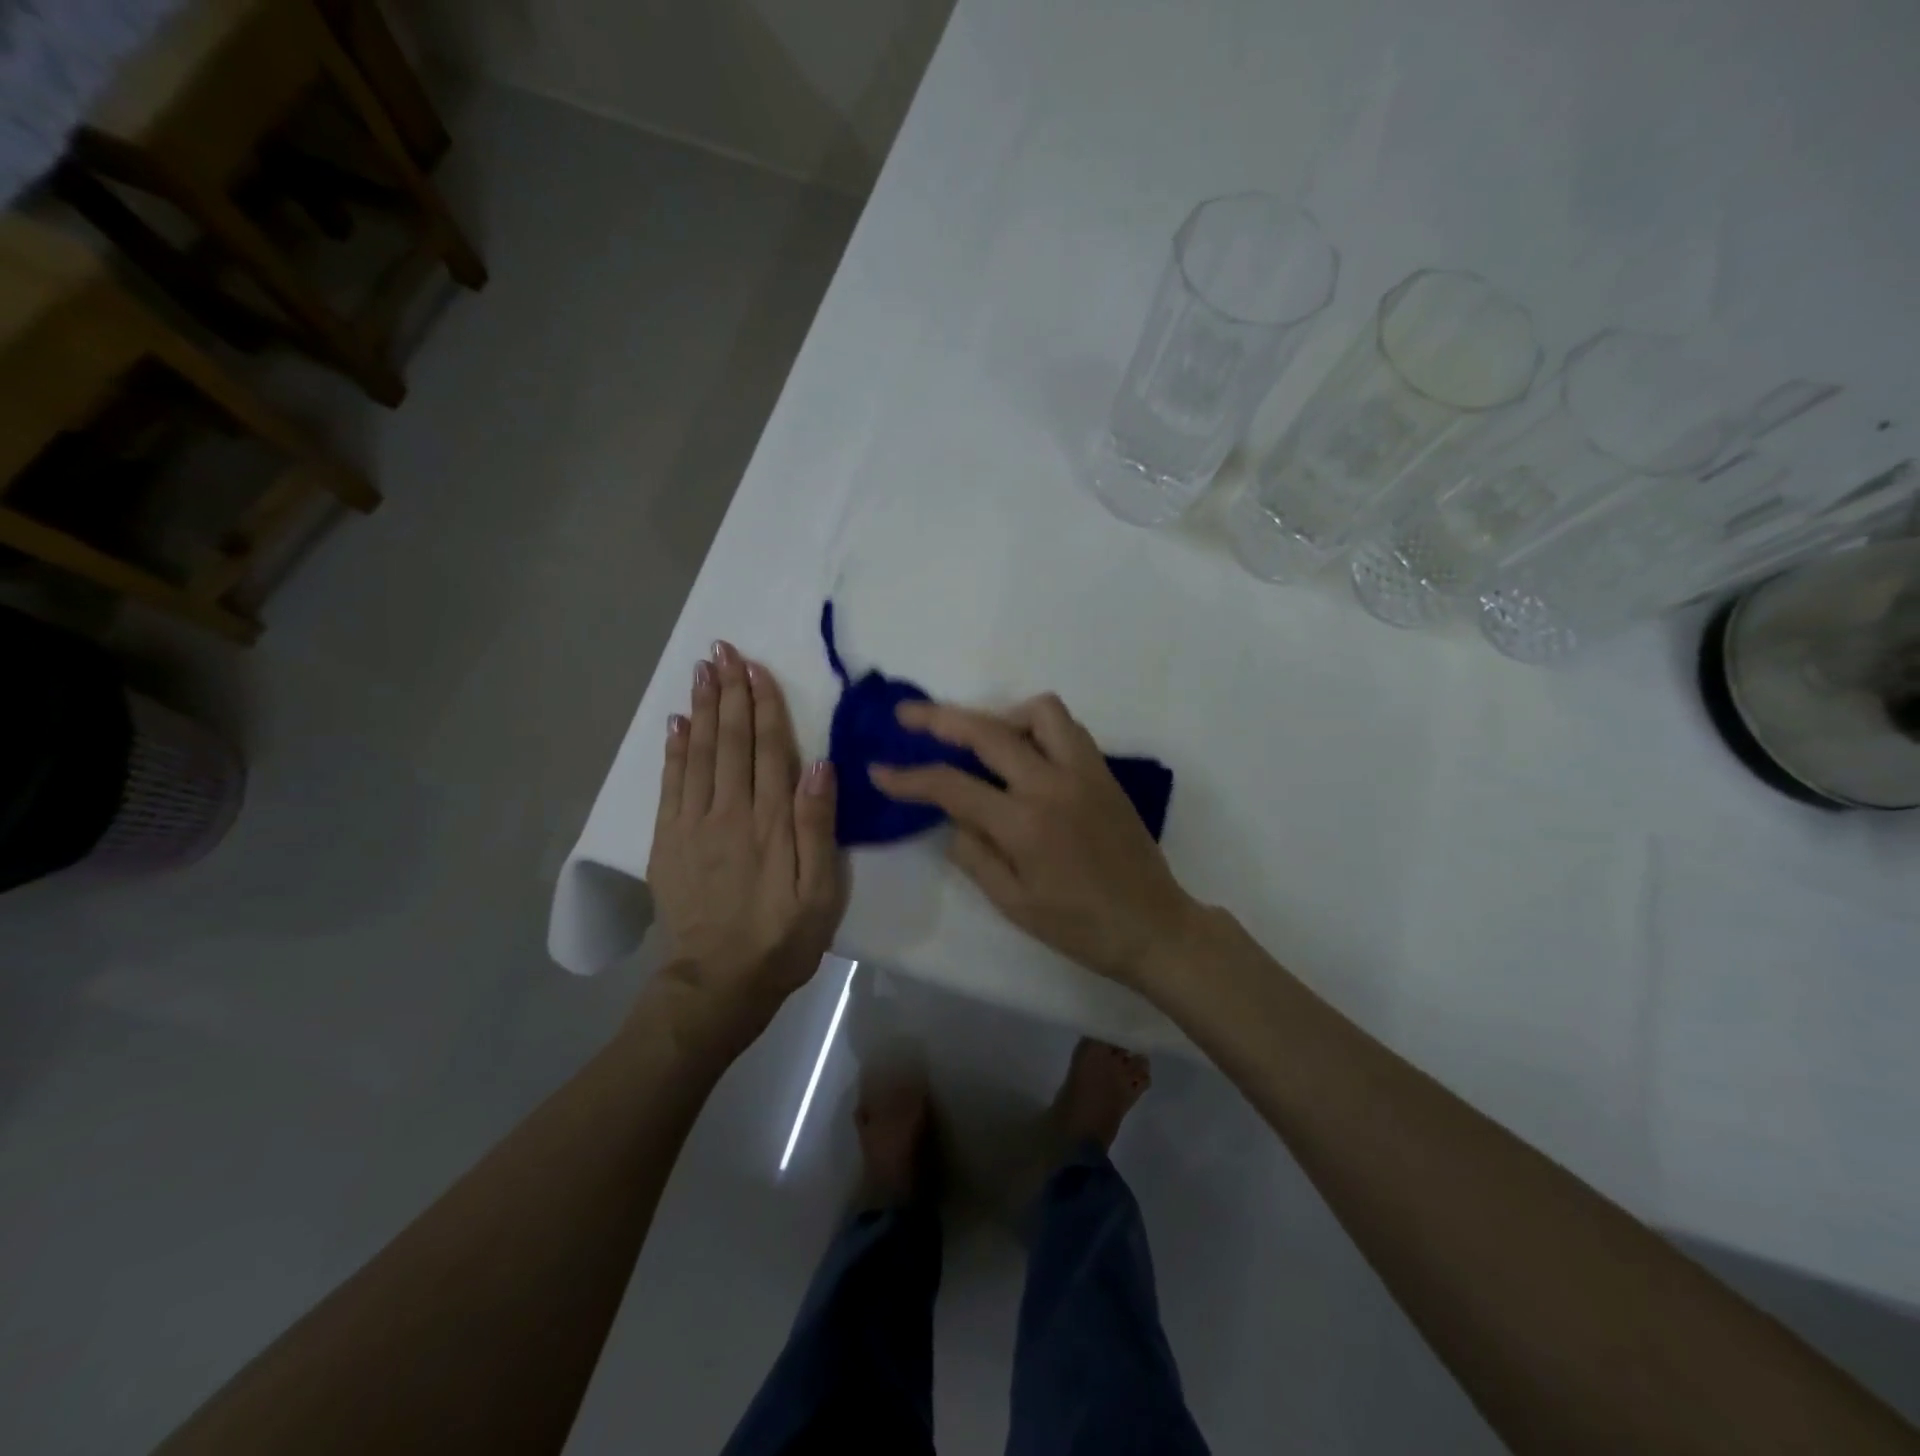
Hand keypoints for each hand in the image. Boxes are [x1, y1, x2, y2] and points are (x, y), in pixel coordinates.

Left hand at [647, 642, 846, 1055]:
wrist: (717, 984)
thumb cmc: (781, 938)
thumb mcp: (820, 892)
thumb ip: (817, 827)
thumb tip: (820, 765)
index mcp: (770, 822)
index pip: (768, 749)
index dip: (763, 705)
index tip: (756, 667)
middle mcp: (729, 812)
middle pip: (730, 741)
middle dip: (729, 693)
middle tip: (723, 651)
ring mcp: (693, 825)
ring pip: (698, 753)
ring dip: (701, 709)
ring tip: (701, 672)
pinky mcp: (668, 842)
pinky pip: (670, 784)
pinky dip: (673, 750)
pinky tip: (676, 724)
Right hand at [870, 694, 1197, 987]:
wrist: (1152, 925)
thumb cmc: (1078, 926)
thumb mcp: (1013, 903)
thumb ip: (974, 854)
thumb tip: (952, 816)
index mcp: (1024, 824)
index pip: (952, 786)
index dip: (909, 777)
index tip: (879, 769)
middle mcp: (1052, 784)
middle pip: (987, 730)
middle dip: (938, 718)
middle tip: (907, 715)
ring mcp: (1083, 771)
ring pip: (1038, 711)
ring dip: (1000, 715)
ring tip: (980, 739)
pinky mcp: (1103, 771)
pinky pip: (1067, 727)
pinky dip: (1036, 727)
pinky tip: (1024, 753)